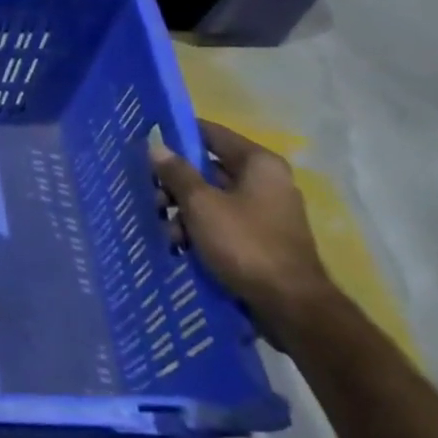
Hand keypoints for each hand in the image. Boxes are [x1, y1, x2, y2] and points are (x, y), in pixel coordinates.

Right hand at [151, 120, 335, 344]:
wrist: (289, 304)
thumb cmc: (244, 243)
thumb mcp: (201, 205)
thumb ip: (177, 173)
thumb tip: (156, 147)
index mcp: (258, 164)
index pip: (211, 133)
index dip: (179, 134)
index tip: (148, 141)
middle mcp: (266, 181)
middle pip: (208, 169)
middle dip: (176, 183)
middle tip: (152, 199)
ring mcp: (266, 211)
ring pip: (212, 198)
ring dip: (184, 212)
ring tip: (167, 232)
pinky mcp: (261, 237)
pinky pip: (222, 221)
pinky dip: (201, 229)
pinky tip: (182, 246)